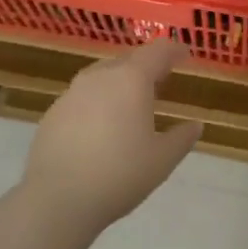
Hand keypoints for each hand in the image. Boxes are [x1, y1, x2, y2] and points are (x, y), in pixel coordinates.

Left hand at [22, 41, 199, 231]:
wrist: (58, 198)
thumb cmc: (120, 174)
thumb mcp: (162, 160)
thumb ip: (182, 138)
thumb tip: (195, 125)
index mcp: (131, 80)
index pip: (157, 52)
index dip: (173, 50)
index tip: (184, 54)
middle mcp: (99, 77)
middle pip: (127, 60)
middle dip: (146, 65)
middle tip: (160, 80)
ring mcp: (71, 93)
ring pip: (101, 76)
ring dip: (119, 82)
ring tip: (130, 101)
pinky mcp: (52, 113)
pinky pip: (82, 97)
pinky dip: (97, 102)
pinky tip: (101, 125)